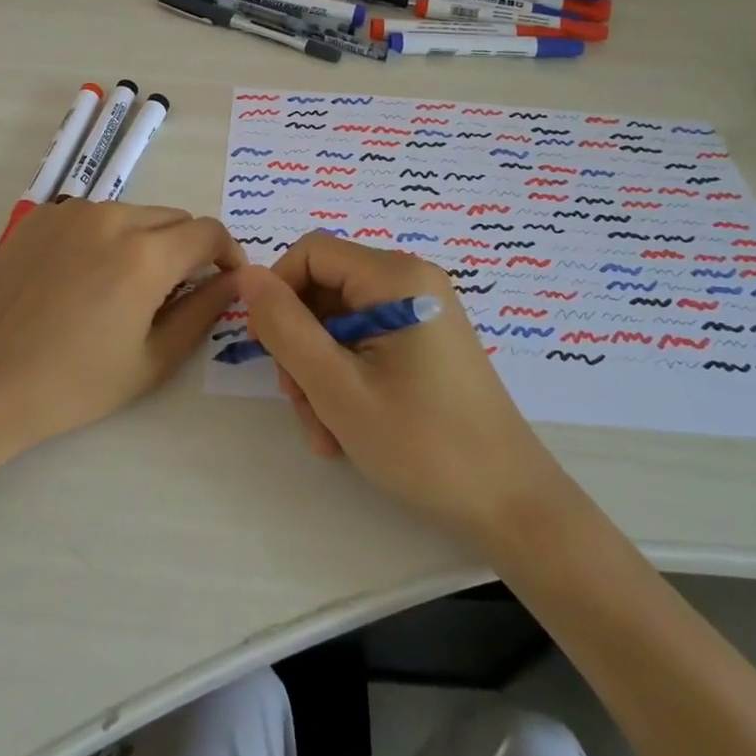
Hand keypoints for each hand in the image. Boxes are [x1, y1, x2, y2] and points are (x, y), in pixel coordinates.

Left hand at [0, 201, 243, 532]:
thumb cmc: (70, 385)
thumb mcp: (151, 360)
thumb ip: (203, 311)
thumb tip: (234, 280)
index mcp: (145, 253)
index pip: (209, 231)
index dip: (228, 255)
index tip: (225, 282)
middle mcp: (112, 216)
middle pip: (174, 219)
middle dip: (188, 250)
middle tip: (176, 296)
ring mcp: (72, 212)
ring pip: (135, 215)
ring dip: (148, 242)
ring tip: (127, 291)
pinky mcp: (41, 218)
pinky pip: (96, 218)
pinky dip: (109, 239)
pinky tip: (86, 281)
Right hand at [238, 233, 561, 545]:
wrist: (510, 503)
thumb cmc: (423, 444)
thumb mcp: (338, 388)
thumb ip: (285, 327)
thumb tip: (246, 276)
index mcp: (396, 276)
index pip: (310, 252)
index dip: (278, 292)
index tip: (268, 348)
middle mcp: (410, 280)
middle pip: (323, 289)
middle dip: (300, 346)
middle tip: (302, 405)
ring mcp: (419, 310)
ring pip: (337, 322)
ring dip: (318, 372)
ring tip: (326, 431)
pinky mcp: (423, 339)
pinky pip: (363, 341)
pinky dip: (344, 378)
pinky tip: (345, 428)